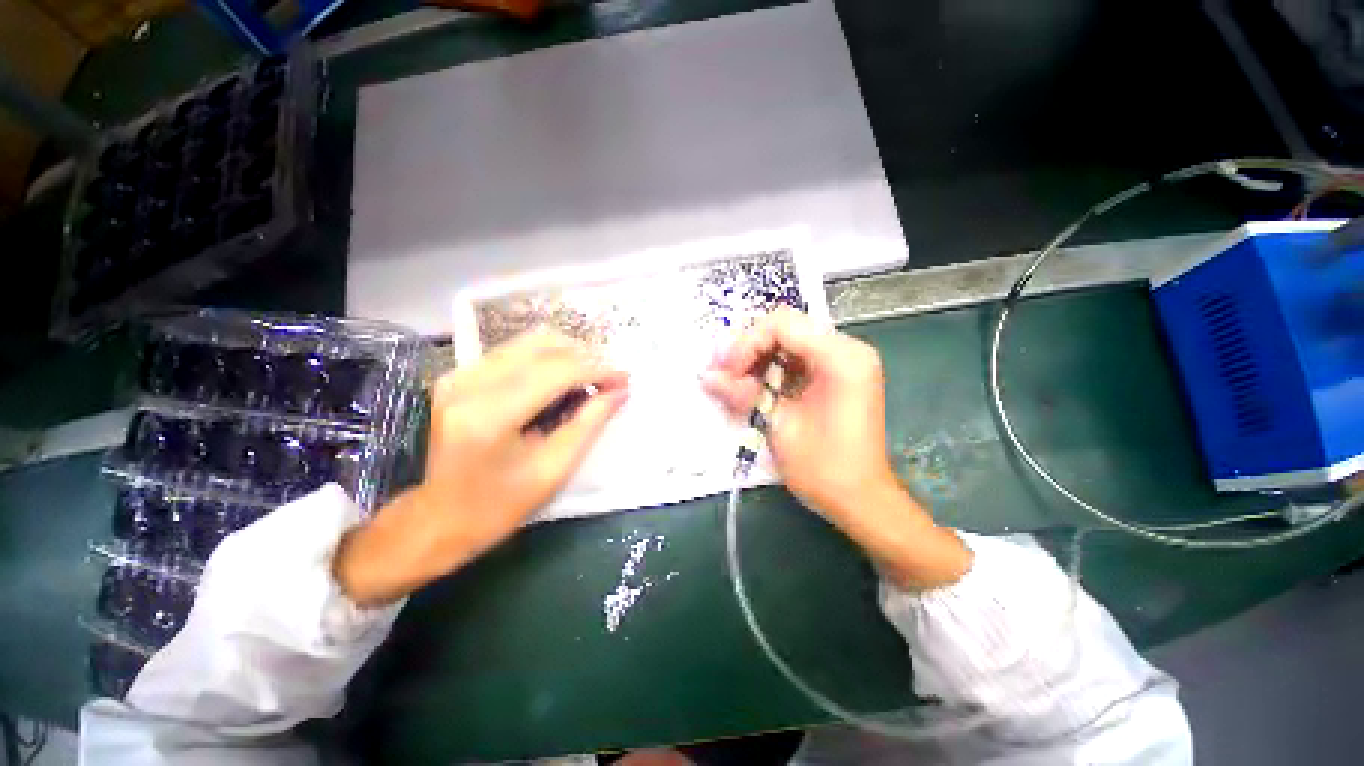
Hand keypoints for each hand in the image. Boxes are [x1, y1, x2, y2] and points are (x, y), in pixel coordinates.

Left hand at [335, 331, 628, 606]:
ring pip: (529, 341)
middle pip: (543, 345)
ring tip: (590, 377)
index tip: (625, 378)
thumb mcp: (554, 469)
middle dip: (586, 356)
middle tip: (610, 378)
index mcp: (490, 415)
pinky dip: (546, 358)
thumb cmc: (498, 505)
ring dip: (567, 354)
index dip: (597, 370)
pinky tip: (561, 378)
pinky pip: (513, 351)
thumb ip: (590, 423)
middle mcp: (469, 383)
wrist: (436, 518)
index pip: (557, 371)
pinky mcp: (458, 375)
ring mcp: (459, 374)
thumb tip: (620, 390)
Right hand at [702, 308, 970, 590]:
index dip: (746, 343)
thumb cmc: (825, 470)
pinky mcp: (838, 375)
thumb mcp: (779, 428)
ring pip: (788, 342)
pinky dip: (772, 369)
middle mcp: (847, 350)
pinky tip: (755, 387)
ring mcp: (845, 361)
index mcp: (841, 358)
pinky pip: (797, 358)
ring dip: (757, 359)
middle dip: (749, 349)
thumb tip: (707, 376)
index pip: (782, 325)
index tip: (726, 370)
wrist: (862, 500)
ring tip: (734, 382)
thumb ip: (742, 395)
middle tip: (723, 374)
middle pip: (785, 329)